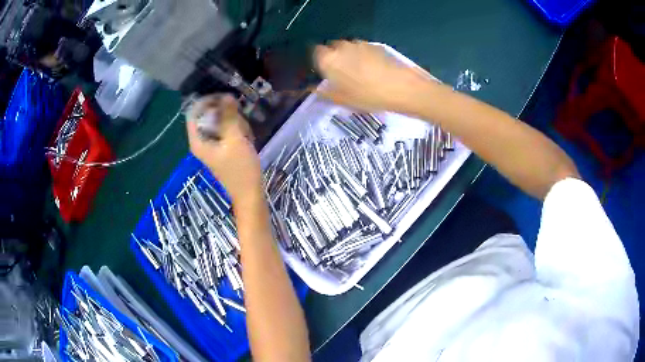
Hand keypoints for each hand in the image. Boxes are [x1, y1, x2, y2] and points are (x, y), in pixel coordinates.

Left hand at [186, 94, 262, 204]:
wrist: (249, 194)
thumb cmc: (240, 169)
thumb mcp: (235, 139)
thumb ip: (229, 116)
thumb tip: (226, 95)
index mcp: (198, 141)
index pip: (193, 113)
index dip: (206, 102)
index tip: (223, 98)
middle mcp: (202, 142)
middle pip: (208, 116)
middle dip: (226, 115)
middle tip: (239, 122)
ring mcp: (213, 146)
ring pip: (220, 123)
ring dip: (235, 124)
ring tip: (246, 135)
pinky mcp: (222, 149)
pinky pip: (227, 132)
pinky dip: (237, 132)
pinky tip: (247, 140)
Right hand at [314, 40, 436, 113]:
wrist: (401, 87)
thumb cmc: (367, 96)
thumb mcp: (342, 100)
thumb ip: (324, 92)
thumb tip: (313, 89)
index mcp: (328, 59)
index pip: (315, 53)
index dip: (319, 62)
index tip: (324, 72)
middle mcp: (341, 47)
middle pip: (331, 48)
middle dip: (334, 58)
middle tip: (341, 74)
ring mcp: (359, 44)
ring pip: (347, 48)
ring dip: (348, 56)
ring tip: (358, 72)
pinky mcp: (374, 45)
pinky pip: (362, 49)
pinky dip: (362, 55)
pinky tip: (372, 69)